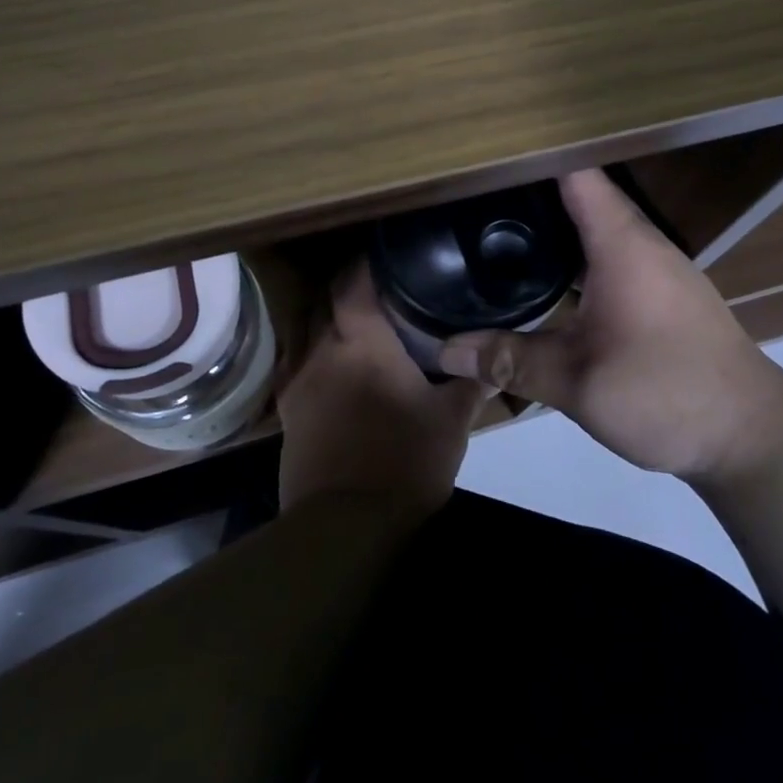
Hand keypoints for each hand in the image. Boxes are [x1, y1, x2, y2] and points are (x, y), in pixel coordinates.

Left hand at [278, 263, 489, 515]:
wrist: (345, 527)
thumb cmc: (404, 463)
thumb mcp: (451, 422)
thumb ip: (472, 382)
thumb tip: (496, 360)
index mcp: (362, 342)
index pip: (354, 282)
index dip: (367, 262)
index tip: (387, 254)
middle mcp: (322, 349)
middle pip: (324, 298)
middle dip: (346, 285)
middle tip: (377, 285)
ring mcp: (297, 379)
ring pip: (304, 326)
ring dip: (325, 314)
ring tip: (352, 317)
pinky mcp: (286, 410)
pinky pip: (293, 360)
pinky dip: (310, 349)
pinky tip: (329, 360)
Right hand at [438, 168, 782, 482]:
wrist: (750, 435)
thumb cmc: (666, 392)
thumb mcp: (578, 382)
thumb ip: (510, 360)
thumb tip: (445, 350)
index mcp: (621, 243)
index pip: (575, 173)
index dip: (533, 158)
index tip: (486, 155)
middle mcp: (640, 243)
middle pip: (582, 196)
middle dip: (531, 193)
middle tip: (473, 196)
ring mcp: (655, 268)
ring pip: (596, 228)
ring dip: (554, 226)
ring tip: (498, 229)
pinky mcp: (660, 294)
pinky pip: (608, 255)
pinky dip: (574, 255)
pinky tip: (545, 278)